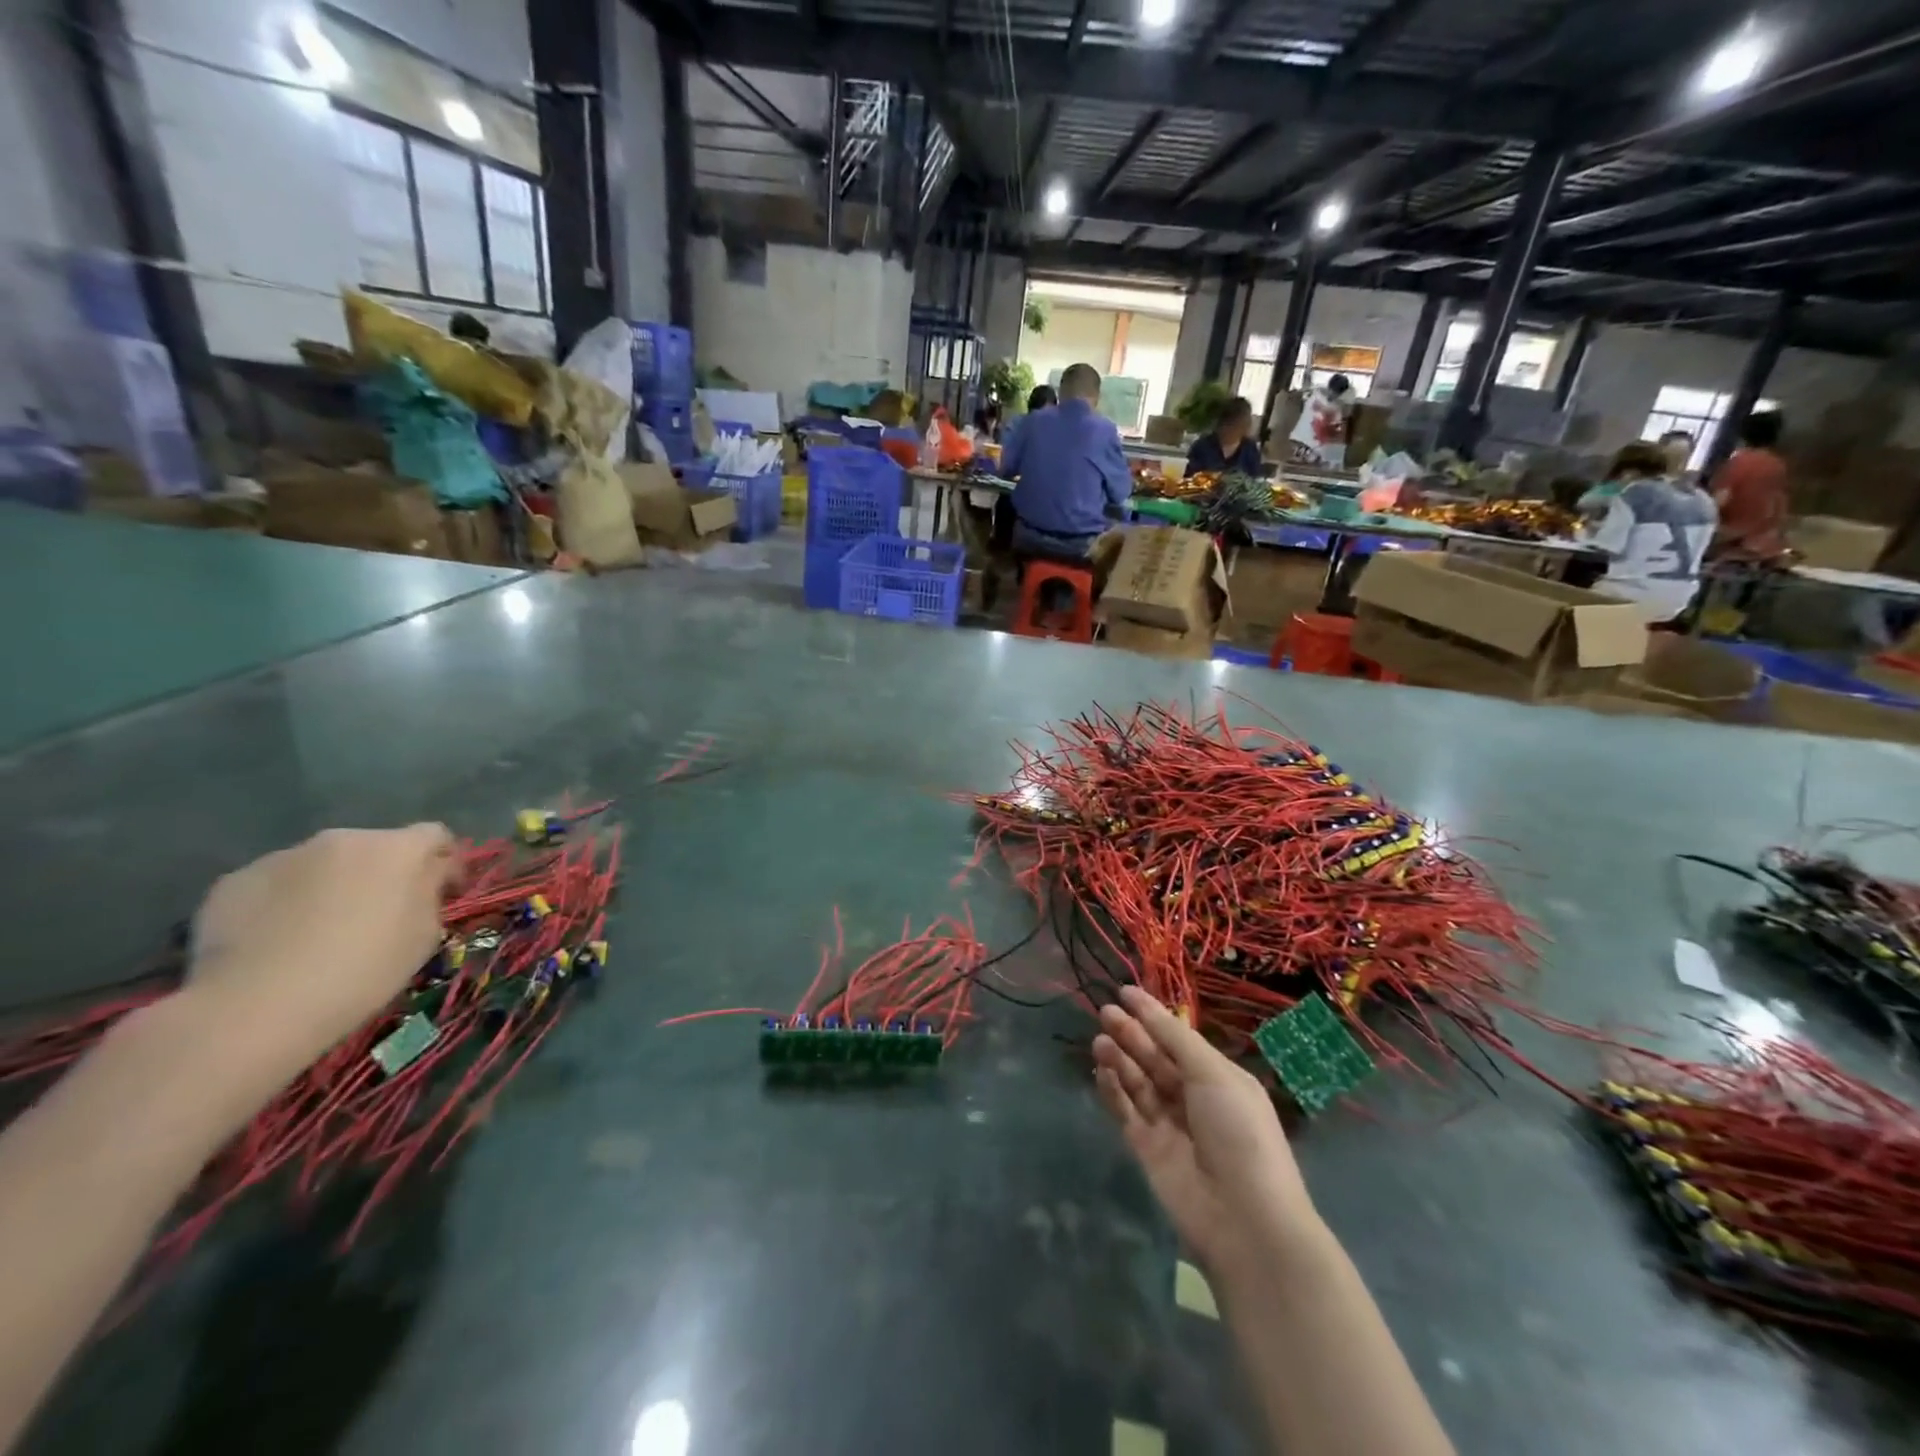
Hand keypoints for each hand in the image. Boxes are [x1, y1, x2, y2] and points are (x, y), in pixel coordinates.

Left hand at [185, 826, 458, 1071]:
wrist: (257, 1006)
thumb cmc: (364, 970)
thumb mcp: (426, 934)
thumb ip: (428, 894)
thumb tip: (423, 880)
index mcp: (399, 849)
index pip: (436, 836)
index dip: (444, 862)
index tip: (443, 893)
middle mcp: (344, 838)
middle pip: (376, 847)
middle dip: (382, 873)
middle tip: (377, 915)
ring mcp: (284, 856)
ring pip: (323, 864)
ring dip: (332, 885)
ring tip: (319, 930)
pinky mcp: (236, 879)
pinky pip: (276, 884)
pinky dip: (284, 902)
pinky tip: (276, 940)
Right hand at [1093, 986, 1316, 1271]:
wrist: (1246, 1220)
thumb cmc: (1239, 1134)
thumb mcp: (1214, 1075)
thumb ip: (1176, 1040)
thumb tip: (1148, 1008)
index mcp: (1219, 1079)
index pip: (1179, 1040)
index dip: (1153, 1016)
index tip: (1124, 992)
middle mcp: (1194, 1099)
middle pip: (1155, 1059)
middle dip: (1131, 1034)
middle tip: (1104, 1013)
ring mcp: (1170, 1126)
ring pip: (1138, 1083)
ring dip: (1120, 1060)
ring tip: (1099, 1041)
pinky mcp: (1148, 1151)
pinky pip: (1127, 1113)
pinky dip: (1114, 1092)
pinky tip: (1101, 1072)